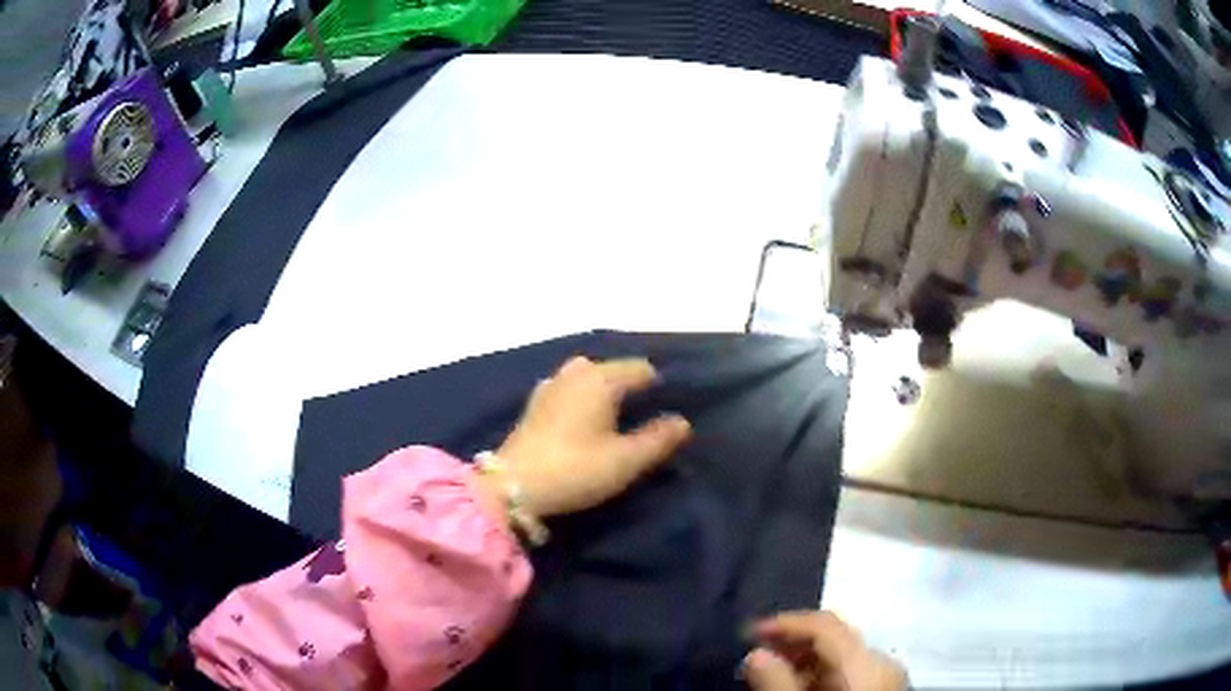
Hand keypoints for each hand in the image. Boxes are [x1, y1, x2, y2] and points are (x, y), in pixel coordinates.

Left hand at [491, 356, 691, 517]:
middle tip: (646, 417)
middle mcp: (575, 374)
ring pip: (588, 378)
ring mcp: (551, 387)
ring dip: (605, 392)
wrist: (512, 486)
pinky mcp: (535, 405)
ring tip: (618, 420)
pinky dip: (583, 399)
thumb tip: (682, 422)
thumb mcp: (625, 460)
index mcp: (600, 379)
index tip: (670, 410)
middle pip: (613, 370)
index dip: (659, 387)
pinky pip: (570, 390)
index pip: (640, 369)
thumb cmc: (575, 469)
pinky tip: (585, 423)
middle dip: (631, 387)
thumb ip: (657, 439)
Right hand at [742, 611, 907, 690]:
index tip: (748, 634)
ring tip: (767, 678)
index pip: (826, 625)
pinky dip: (818, 678)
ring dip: (802, 664)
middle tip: (752, 660)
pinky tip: (796, 690)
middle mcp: (882, 664)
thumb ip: (779, 684)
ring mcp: (886, 680)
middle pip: (834, 640)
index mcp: (868, 664)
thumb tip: (756, 654)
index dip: (786, 623)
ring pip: (840, 659)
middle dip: (791, 646)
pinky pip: (847, 676)